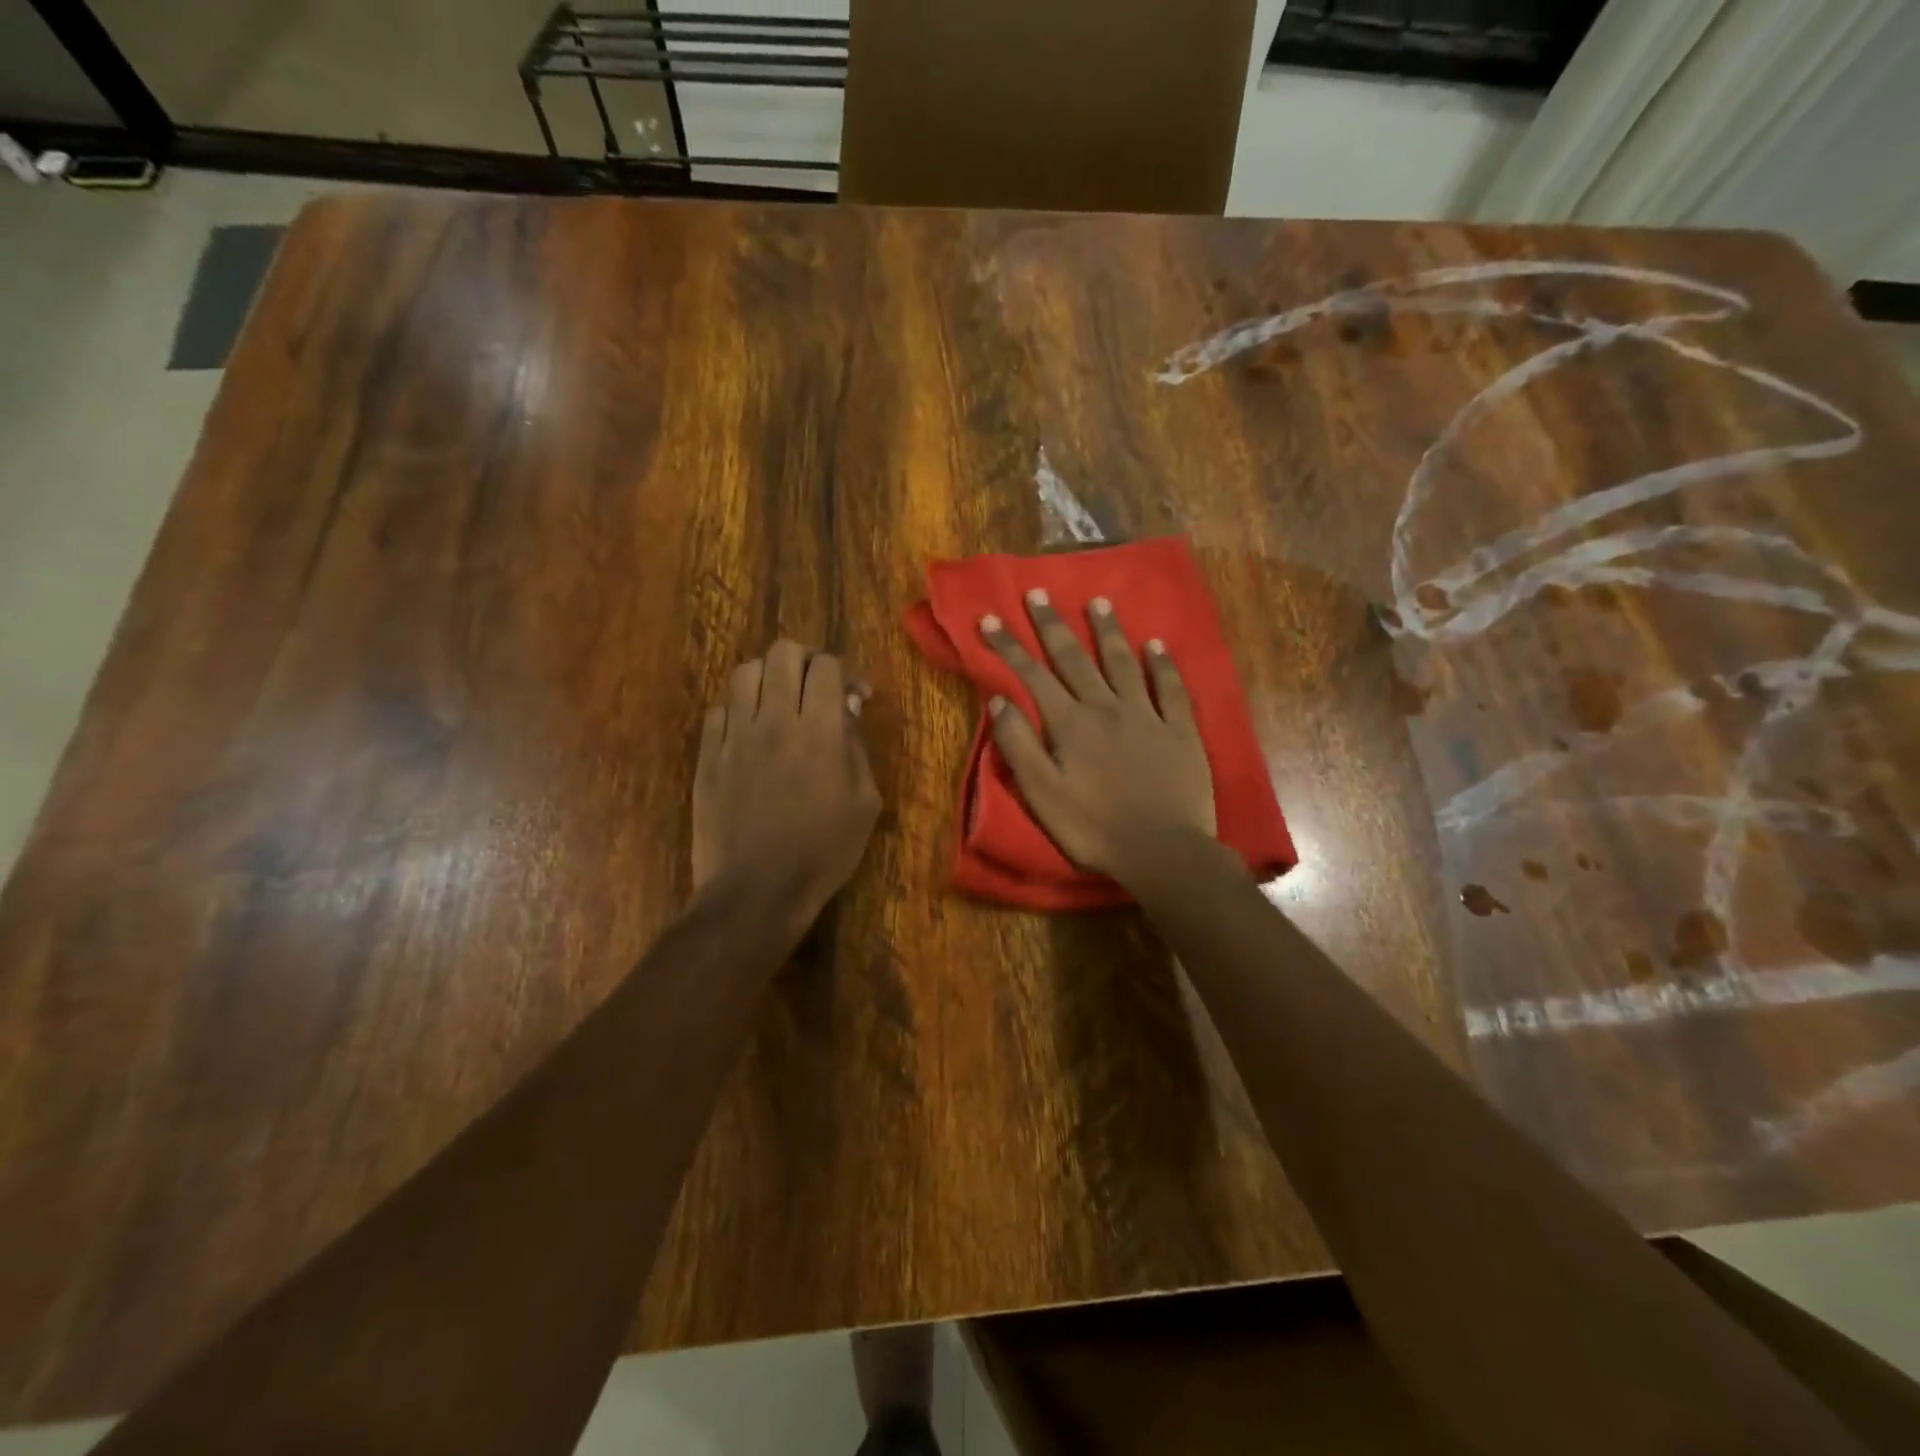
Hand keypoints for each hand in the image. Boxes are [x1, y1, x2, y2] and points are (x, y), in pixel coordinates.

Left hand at [692, 640, 881, 917]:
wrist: (756, 891)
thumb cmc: (823, 852)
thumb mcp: (865, 804)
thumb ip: (856, 747)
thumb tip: (846, 710)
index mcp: (819, 730)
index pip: (827, 666)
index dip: (844, 672)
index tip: (853, 697)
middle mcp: (774, 720)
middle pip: (783, 653)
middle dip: (806, 662)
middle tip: (815, 689)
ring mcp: (735, 735)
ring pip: (744, 672)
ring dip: (768, 678)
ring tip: (779, 704)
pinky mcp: (708, 755)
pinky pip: (718, 709)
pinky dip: (738, 710)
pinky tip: (749, 733)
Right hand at [981, 590, 1215, 882]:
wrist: (1163, 851)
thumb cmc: (1094, 828)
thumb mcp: (1042, 794)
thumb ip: (1019, 745)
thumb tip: (999, 699)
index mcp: (1070, 724)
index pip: (1033, 676)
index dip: (1009, 646)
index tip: (990, 618)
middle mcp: (1107, 708)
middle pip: (1075, 659)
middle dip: (1053, 625)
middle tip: (1038, 593)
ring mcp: (1147, 716)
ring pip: (1123, 663)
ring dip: (1108, 631)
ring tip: (1098, 601)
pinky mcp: (1180, 730)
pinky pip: (1170, 689)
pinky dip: (1162, 664)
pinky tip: (1157, 645)